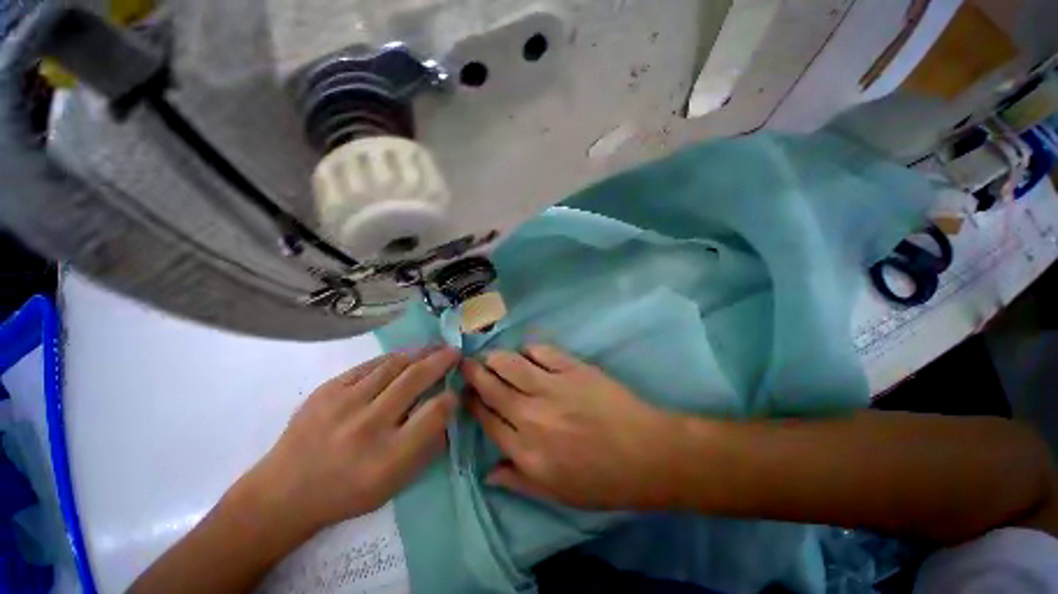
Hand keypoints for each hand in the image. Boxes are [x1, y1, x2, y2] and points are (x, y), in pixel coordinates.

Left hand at [241, 348, 459, 536]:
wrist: (284, 492)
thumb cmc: (348, 493)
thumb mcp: (395, 483)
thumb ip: (427, 446)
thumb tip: (448, 410)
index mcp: (388, 456)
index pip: (434, 413)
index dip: (452, 397)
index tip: (458, 390)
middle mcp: (368, 425)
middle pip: (415, 379)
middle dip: (442, 361)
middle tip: (455, 352)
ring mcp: (344, 403)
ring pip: (394, 365)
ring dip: (421, 352)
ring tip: (435, 347)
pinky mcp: (327, 390)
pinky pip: (370, 365)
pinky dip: (394, 358)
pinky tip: (405, 356)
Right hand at [462, 344, 679, 509]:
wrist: (645, 454)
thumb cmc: (602, 480)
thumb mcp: (556, 493)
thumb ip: (518, 480)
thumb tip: (488, 473)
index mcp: (525, 449)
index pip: (487, 419)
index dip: (472, 403)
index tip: (464, 392)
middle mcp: (531, 415)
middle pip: (493, 388)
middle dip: (474, 373)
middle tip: (465, 363)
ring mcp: (552, 387)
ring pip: (511, 364)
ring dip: (496, 357)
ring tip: (490, 355)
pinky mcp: (573, 369)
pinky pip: (543, 352)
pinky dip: (530, 349)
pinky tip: (527, 352)